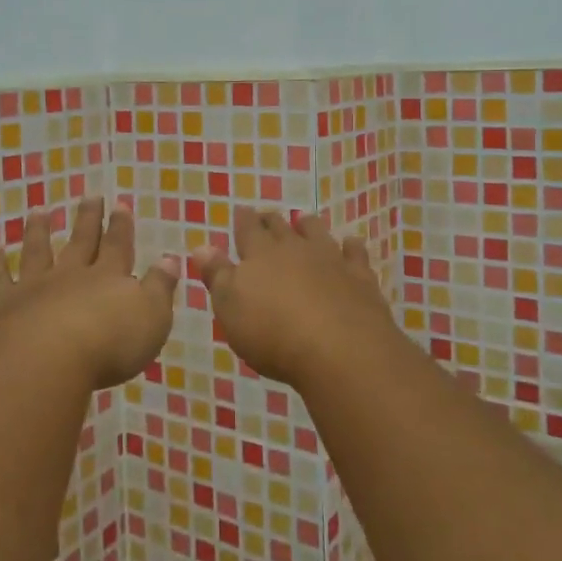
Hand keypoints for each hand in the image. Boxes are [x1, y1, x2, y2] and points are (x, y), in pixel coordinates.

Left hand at [0, 198, 178, 390]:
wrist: (49, 359)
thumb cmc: (109, 343)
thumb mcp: (152, 317)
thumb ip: (160, 287)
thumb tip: (170, 258)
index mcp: (108, 277)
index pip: (117, 245)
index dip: (120, 225)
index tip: (119, 203)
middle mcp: (72, 275)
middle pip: (81, 241)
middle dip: (87, 219)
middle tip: (89, 195)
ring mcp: (35, 287)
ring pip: (38, 251)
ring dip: (39, 230)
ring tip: (40, 210)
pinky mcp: (5, 305)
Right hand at [191, 208, 392, 386]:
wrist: (339, 349)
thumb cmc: (272, 333)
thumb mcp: (230, 308)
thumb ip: (217, 276)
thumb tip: (201, 247)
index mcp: (260, 255)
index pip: (248, 230)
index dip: (243, 220)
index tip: (241, 210)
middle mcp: (295, 249)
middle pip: (281, 228)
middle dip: (272, 221)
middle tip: (267, 216)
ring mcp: (331, 260)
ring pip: (317, 233)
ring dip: (309, 226)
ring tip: (304, 220)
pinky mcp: (360, 278)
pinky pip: (355, 255)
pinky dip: (351, 247)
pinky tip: (351, 244)